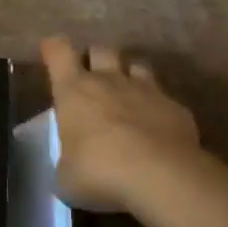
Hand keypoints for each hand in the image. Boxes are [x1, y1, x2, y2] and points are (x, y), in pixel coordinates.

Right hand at [42, 35, 208, 215]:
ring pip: (136, 65)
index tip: (51, 53)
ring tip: (126, 96)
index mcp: (74, 90)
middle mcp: (109, 80)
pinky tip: (157, 128)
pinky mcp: (176, 107)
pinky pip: (163, 97)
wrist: (162, 177)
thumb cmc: (100, 171)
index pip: (58, 50)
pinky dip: (157, 107)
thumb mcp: (67, 178)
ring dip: (129, 76)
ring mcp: (146, 90)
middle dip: (94, 59)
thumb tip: (71, 167)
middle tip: (91, 79)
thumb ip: (67, 164)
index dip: (53, 48)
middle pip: (100, 50)